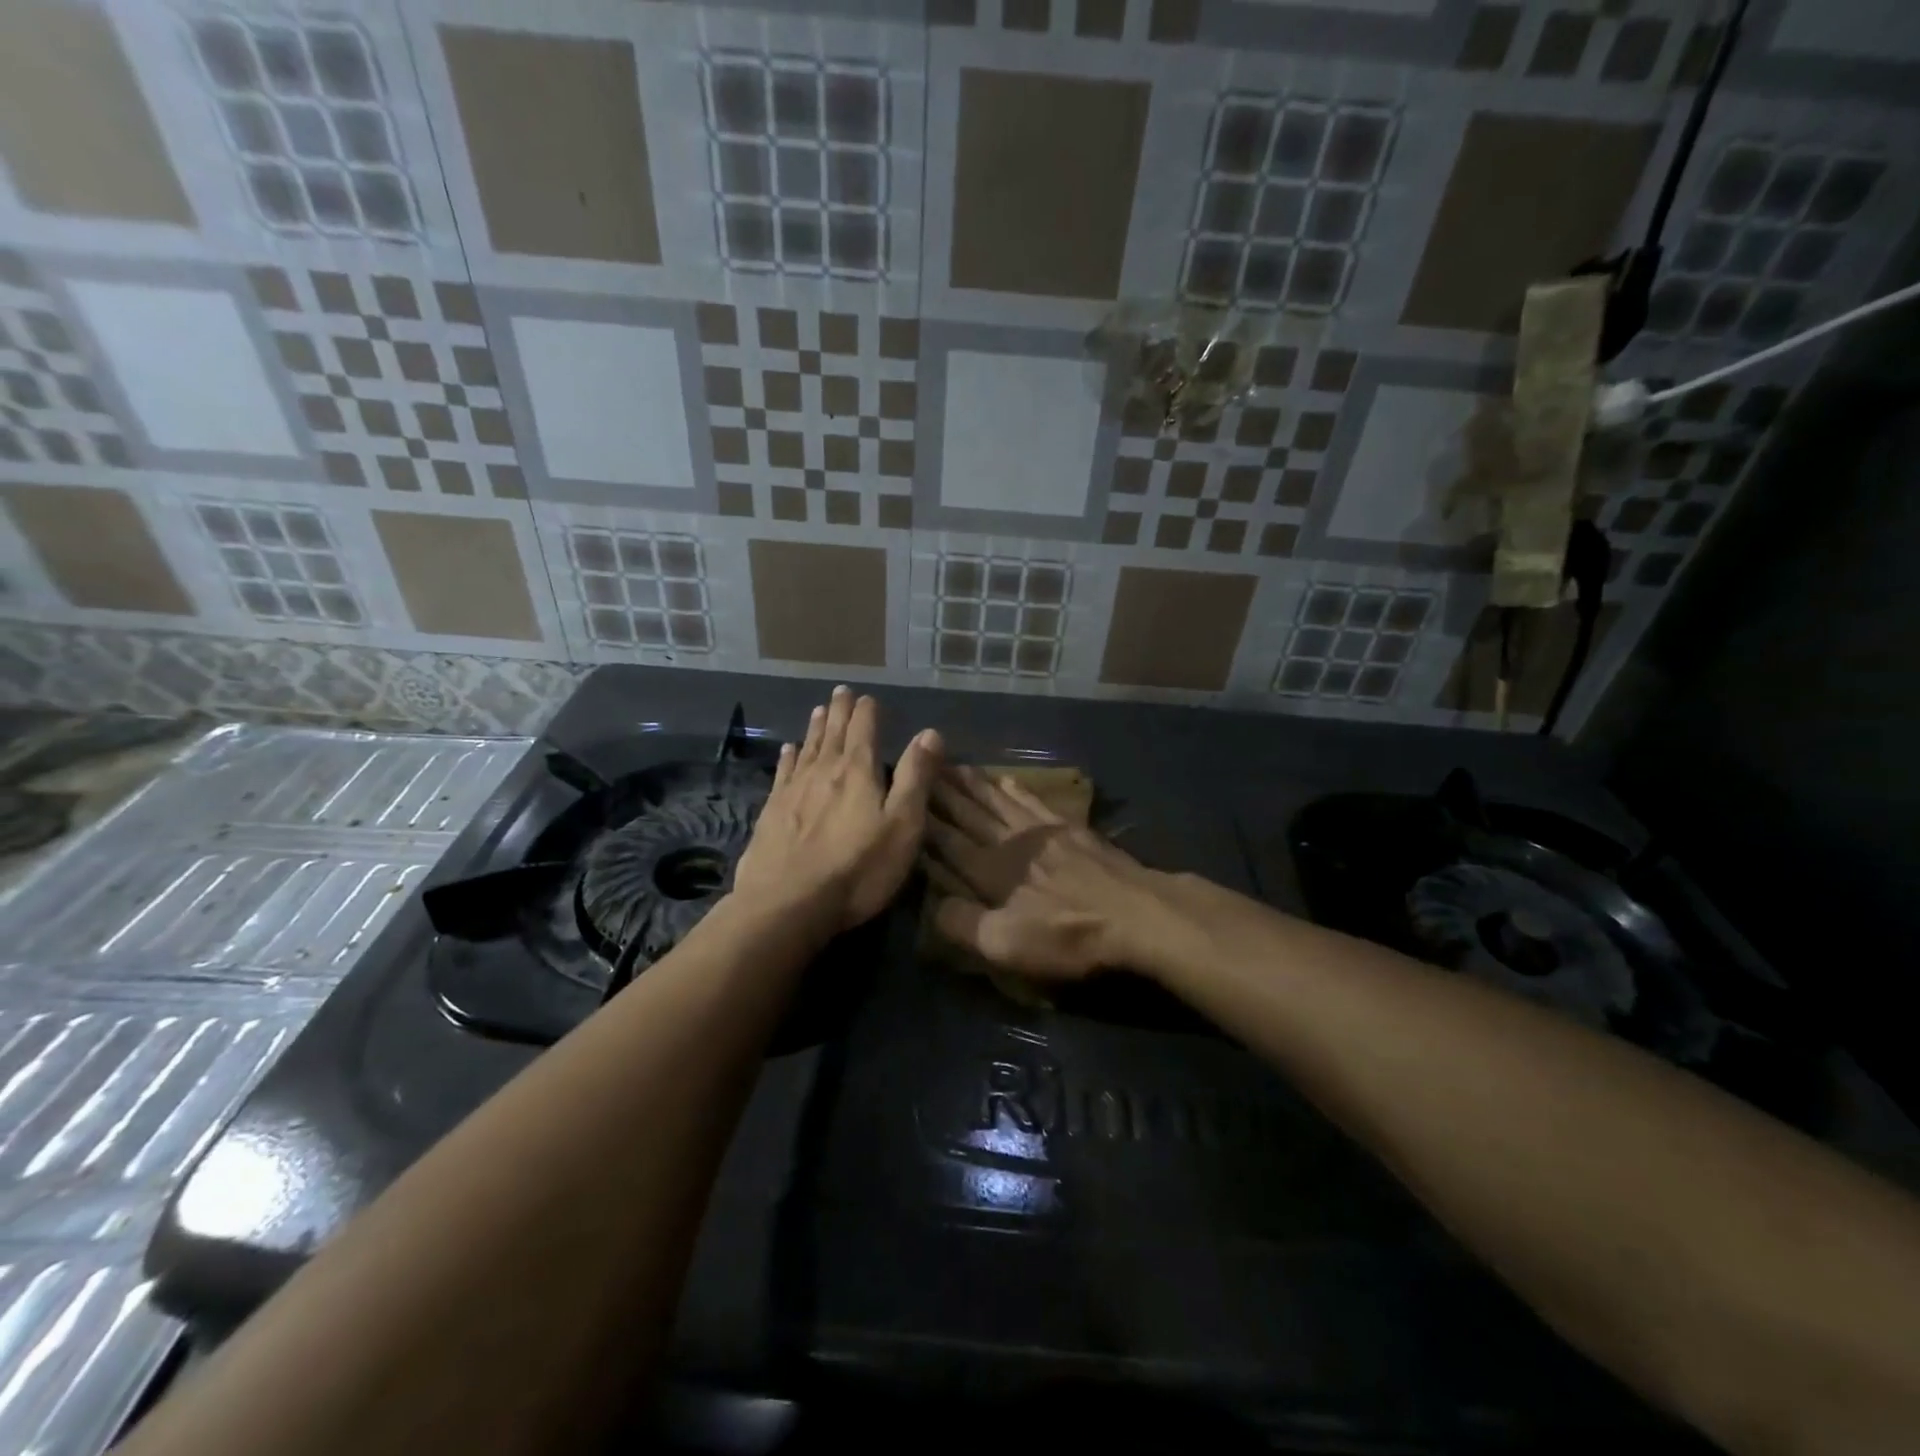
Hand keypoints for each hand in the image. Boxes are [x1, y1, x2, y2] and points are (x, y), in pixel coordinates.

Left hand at [734, 686, 942, 931]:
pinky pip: (783, 773)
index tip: (867, 696)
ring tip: (818, 710)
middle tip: (840, 692)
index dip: (867, 712)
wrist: (787, 904)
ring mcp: (793, 791)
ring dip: (815, 728)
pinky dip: (788, 757)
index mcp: (858, 772)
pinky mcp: (772, 812)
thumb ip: (916, 778)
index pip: (864, 730)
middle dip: (839, 712)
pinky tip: (788, 750)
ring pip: (808, 749)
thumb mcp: (902, 826)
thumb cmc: (857, 869)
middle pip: (833, 734)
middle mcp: (824, 772)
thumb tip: (929, 733)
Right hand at [925, 767, 1207, 980]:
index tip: (903, 796)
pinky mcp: (1071, 831)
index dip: (923, 820)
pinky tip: (1008, 778)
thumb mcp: (1007, 945)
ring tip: (953, 764)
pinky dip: (1018, 789)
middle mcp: (1010, 843)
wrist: (1138, 915)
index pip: (947, 840)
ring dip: (974, 784)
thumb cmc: (1069, 936)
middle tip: (921, 764)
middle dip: (943, 791)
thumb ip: (963, 924)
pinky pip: (1035, 802)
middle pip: (970, 812)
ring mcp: (1043, 832)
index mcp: (990, 872)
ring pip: (998, 801)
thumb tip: (930, 905)